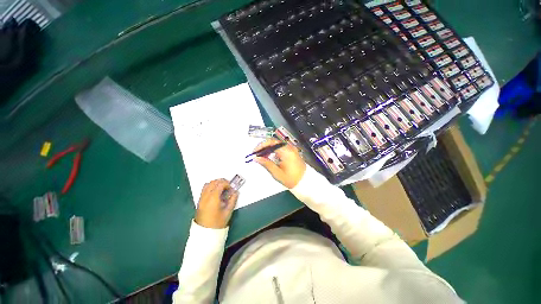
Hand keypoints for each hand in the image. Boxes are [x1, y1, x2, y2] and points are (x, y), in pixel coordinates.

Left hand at [195, 179, 238, 228]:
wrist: (204, 234)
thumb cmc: (217, 223)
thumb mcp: (228, 212)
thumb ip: (232, 200)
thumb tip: (236, 192)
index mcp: (213, 198)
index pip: (220, 184)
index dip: (227, 184)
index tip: (231, 188)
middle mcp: (206, 196)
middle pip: (213, 182)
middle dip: (221, 181)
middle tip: (228, 186)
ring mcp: (201, 198)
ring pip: (207, 184)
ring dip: (215, 183)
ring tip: (222, 188)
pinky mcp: (199, 201)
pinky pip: (204, 189)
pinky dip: (210, 187)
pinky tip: (216, 192)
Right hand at [254, 138, 305, 188]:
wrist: (304, 182)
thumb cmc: (291, 179)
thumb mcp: (277, 173)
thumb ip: (266, 163)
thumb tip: (256, 158)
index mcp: (286, 151)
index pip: (271, 142)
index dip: (261, 146)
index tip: (254, 152)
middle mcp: (289, 147)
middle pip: (273, 142)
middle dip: (263, 147)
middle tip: (256, 154)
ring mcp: (291, 149)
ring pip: (276, 144)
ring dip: (268, 148)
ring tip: (261, 156)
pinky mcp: (291, 151)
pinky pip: (280, 147)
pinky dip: (273, 150)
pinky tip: (269, 156)